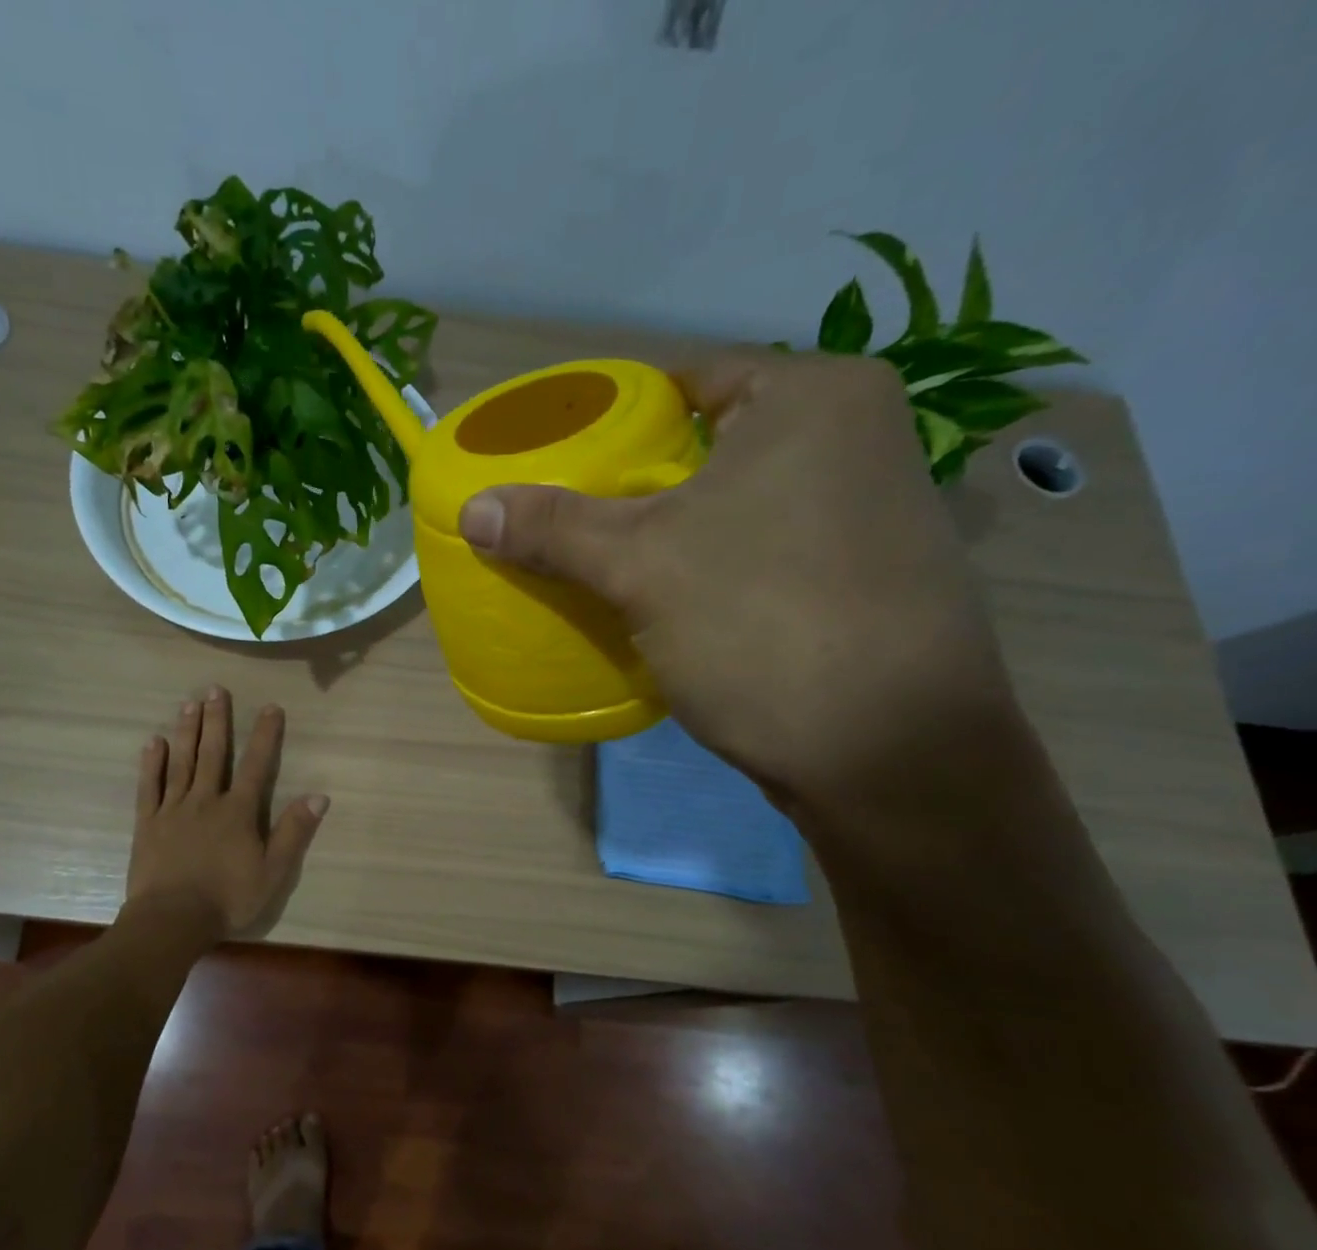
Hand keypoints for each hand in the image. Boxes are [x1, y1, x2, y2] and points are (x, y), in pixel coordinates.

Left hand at [125, 687, 327, 939]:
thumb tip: (319, 796)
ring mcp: (173, 809)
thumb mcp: (273, 871)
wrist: (172, 920)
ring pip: (181, 763)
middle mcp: (206, 801)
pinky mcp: (148, 823)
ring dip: (186, 732)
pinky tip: (153, 743)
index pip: (255, 765)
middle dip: (216, 720)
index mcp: (238, 811)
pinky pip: (150, 787)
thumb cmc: (227, 898)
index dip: (264, 735)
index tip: (270, 707)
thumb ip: (294, 832)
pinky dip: (152, 764)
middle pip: (213, 754)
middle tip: (214, 689)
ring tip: (188, 704)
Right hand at [458, 349, 1019, 807]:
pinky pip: (762, 550)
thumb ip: (552, 528)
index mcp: (814, 397)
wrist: (889, 755)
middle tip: (570, 520)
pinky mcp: (864, 575)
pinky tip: (672, 603)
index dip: (612, 421)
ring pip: (736, 504)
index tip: (559, 463)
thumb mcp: (640, 566)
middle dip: (637, 486)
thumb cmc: (761, 624)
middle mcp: (856, 436)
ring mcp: (869, 510)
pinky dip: (713, 567)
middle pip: (708, 446)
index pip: (685, 381)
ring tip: (607, 562)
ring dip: (674, 532)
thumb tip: (472, 507)